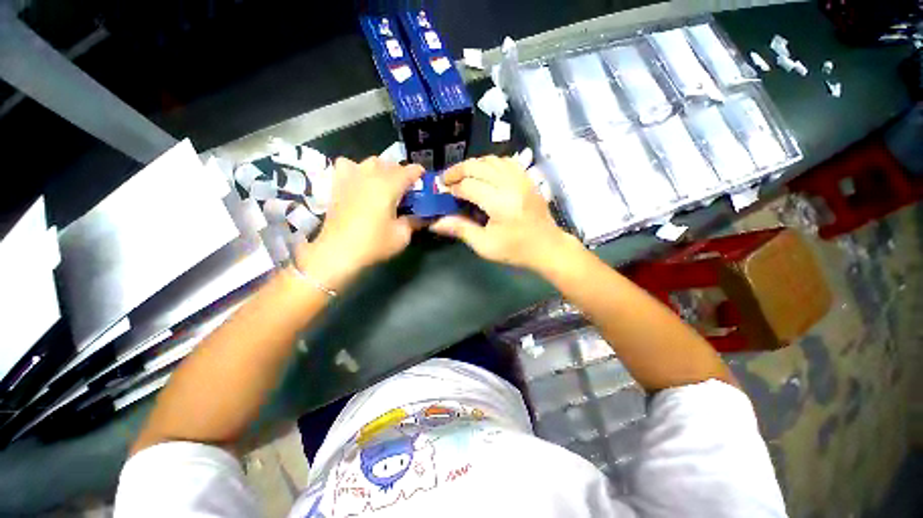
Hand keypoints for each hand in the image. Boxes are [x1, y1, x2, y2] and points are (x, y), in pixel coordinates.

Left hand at [296, 157, 423, 288]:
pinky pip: (347, 164)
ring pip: (370, 161)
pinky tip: (358, 180)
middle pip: (390, 164)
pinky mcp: (337, 184)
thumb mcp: (402, 236)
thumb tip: (422, 216)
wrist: (338, 252)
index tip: (423, 178)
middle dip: (401, 172)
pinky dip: (356, 168)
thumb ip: (414, 222)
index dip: (418, 173)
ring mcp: (351, 177)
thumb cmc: (373, 244)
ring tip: (384, 182)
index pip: (408, 171)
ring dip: (381, 168)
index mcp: (388, 186)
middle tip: (406, 188)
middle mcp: (370, 176)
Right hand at [430, 156, 573, 270]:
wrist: (547, 247)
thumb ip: (460, 229)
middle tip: (446, 180)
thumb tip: (435, 223)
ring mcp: (522, 179)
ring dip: (473, 165)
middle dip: (458, 170)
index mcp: (500, 204)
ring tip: (462, 177)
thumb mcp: (485, 245)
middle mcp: (511, 185)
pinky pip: (505, 161)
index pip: (469, 186)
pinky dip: (490, 164)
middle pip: (478, 166)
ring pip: (491, 160)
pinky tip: (484, 174)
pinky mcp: (527, 178)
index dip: (452, 187)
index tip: (442, 192)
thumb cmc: (515, 250)